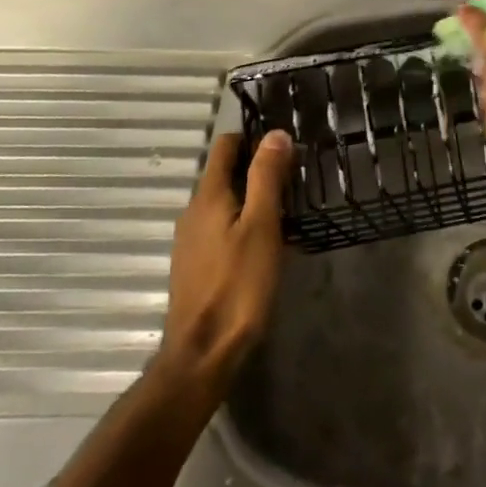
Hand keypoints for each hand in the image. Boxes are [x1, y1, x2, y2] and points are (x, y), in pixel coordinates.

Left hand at [155, 130, 292, 392]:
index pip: (226, 144)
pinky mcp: (196, 264)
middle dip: (257, 168)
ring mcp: (191, 239)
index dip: (254, 137)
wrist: (204, 353)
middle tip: (294, 179)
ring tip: (287, 210)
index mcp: (208, 195)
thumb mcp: (261, 225)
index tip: (285, 146)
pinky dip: (243, 222)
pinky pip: (221, 226)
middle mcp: (193, 210)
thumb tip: (276, 133)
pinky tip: (266, 243)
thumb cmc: (239, 284)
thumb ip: (267, 177)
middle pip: (225, 172)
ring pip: (224, 201)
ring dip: (252, 197)